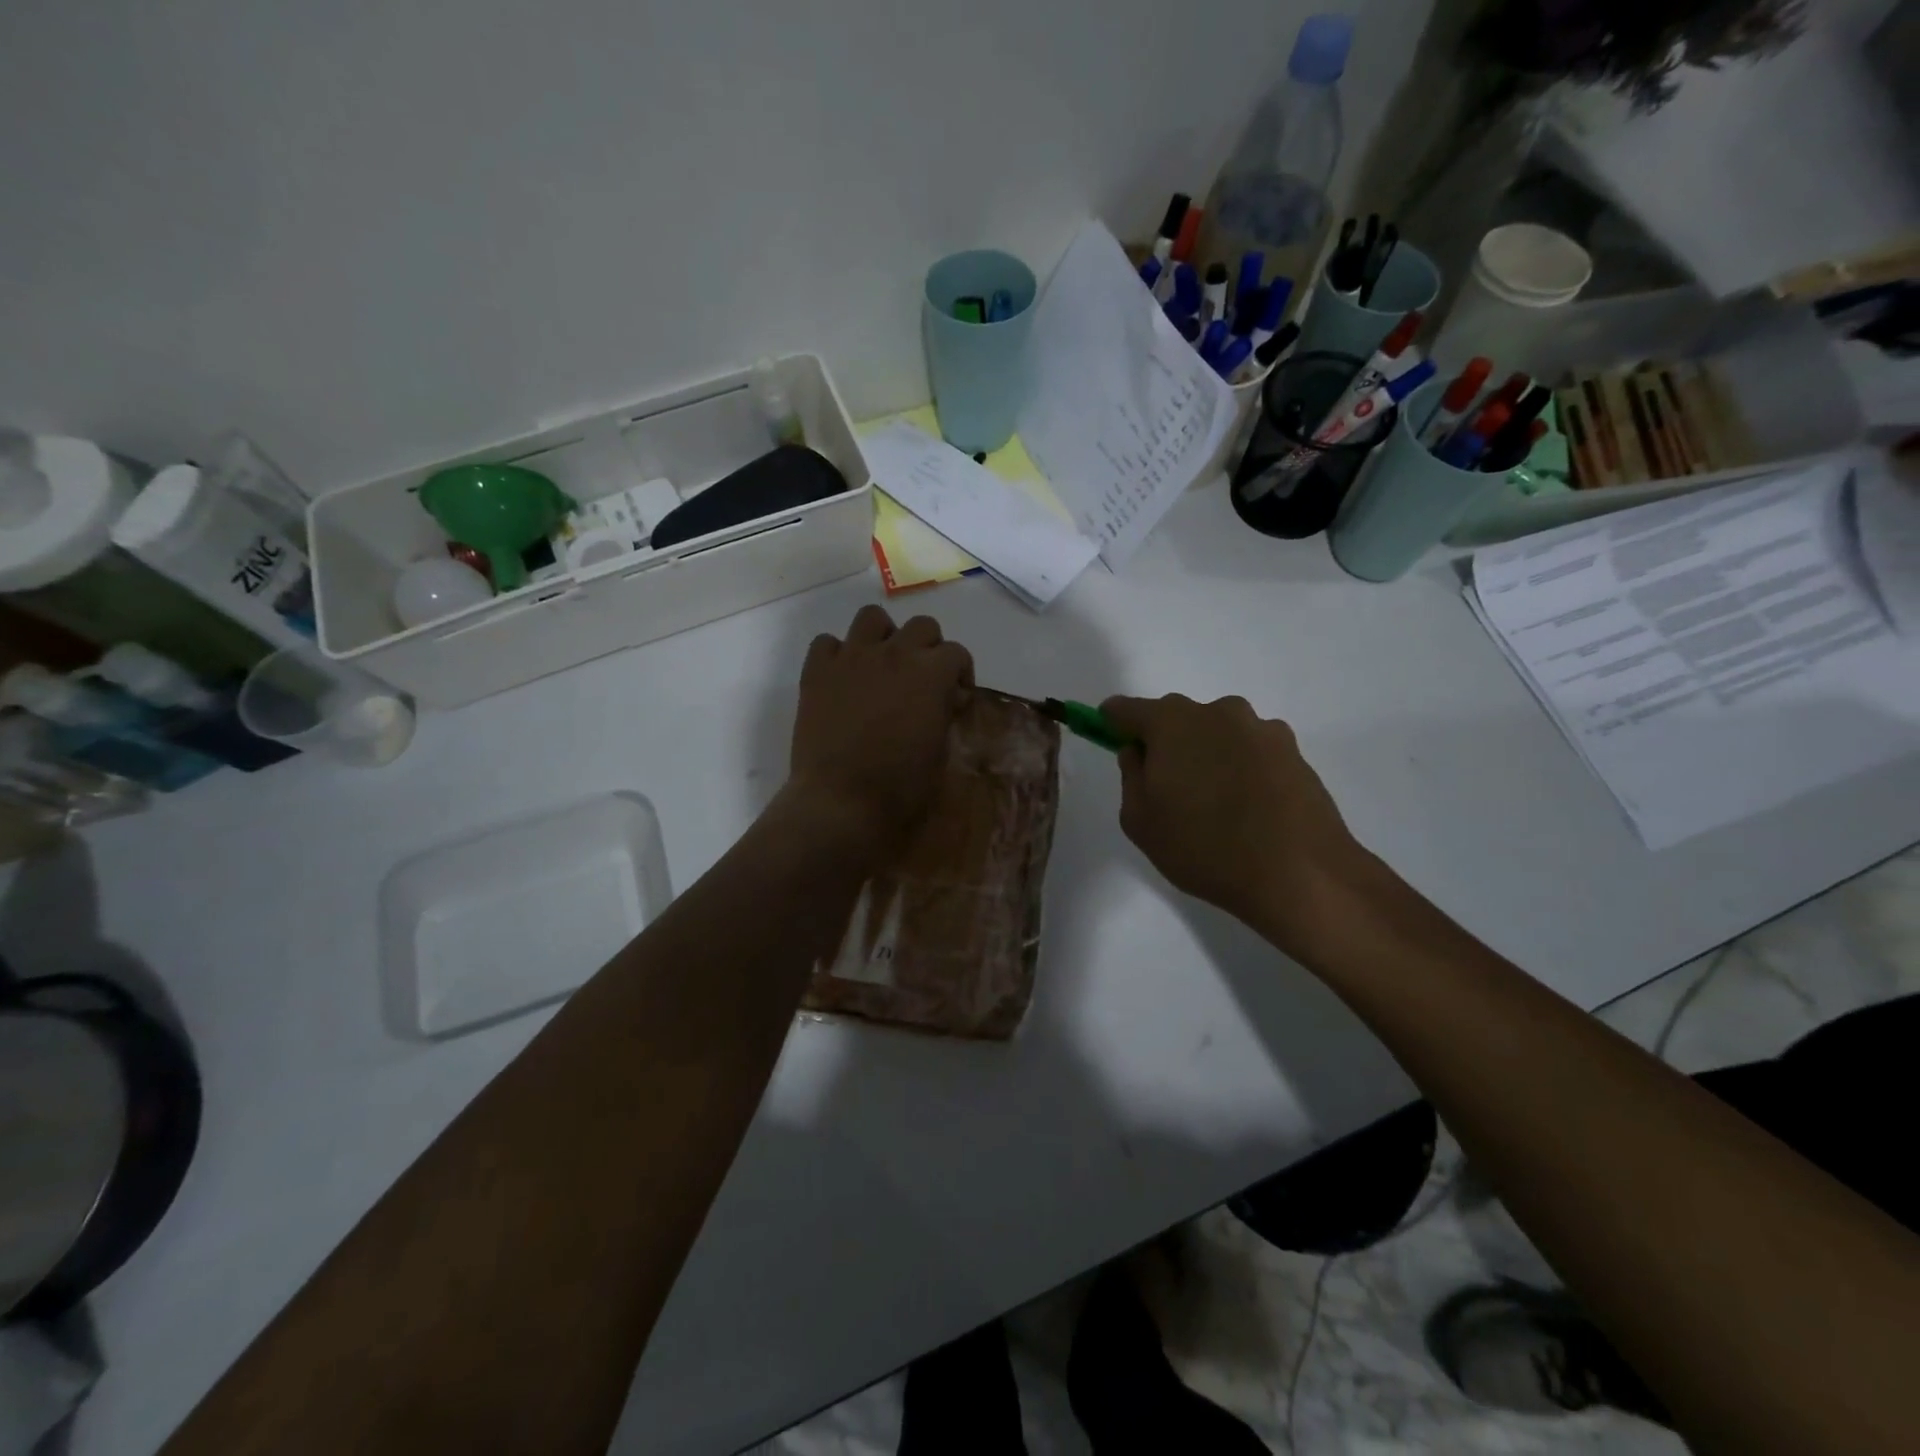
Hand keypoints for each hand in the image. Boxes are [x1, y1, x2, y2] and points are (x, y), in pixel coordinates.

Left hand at [786, 606, 972, 858]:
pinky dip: (837, 654)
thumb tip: (944, 699)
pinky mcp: (817, 672)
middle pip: (921, 625)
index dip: (960, 675)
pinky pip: (827, 642)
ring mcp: (852, 658)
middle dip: (928, 648)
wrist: (840, 802)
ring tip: (882, 666)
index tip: (955, 700)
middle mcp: (894, 653)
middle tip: (922, 680)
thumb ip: (943, 713)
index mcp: (931, 674)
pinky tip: (842, 679)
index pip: (956, 653)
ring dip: (883, 636)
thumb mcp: (940, 752)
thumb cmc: (900, 786)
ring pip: (872, 617)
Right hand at [1099, 694, 1374, 952]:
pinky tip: (1248, 808)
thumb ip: (1131, 776)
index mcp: (1172, 722)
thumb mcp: (1140, 821)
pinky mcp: (1293, 750)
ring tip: (1215, 803)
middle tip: (1167, 787)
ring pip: (1217, 733)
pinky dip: (1240, 767)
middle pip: (1176, 717)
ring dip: (1207, 754)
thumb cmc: (1204, 847)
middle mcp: (1217, 712)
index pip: (1127, 709)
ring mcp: (1260, 728)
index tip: (1112, 741)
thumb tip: (1139, 752)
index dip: (1114, 723)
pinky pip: (1250, 750)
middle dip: (1165, 742)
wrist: (1299, 872)